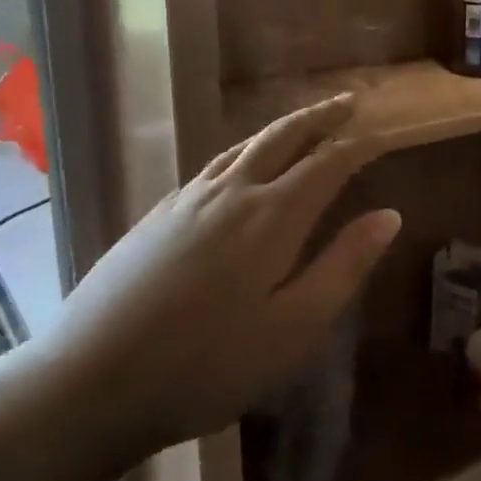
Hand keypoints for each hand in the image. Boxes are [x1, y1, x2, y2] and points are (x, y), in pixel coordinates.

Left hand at [44, 96, 400, 455]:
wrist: (91, 379)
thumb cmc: (208, 365)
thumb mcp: (294, 328)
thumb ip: (343, 266)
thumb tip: (389, 215)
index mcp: (271, 216)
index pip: (327, 162)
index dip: (361, 144)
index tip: (387, 132)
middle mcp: (230, 193)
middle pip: (282, 137)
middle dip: (320, 117)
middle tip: (348, 102)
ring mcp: (186, 201)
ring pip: (243, 146)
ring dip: (280, 129)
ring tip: (302, 126)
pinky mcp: (156, 216)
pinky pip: (212, 165)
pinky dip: (242, 152)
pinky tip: (238, 167)